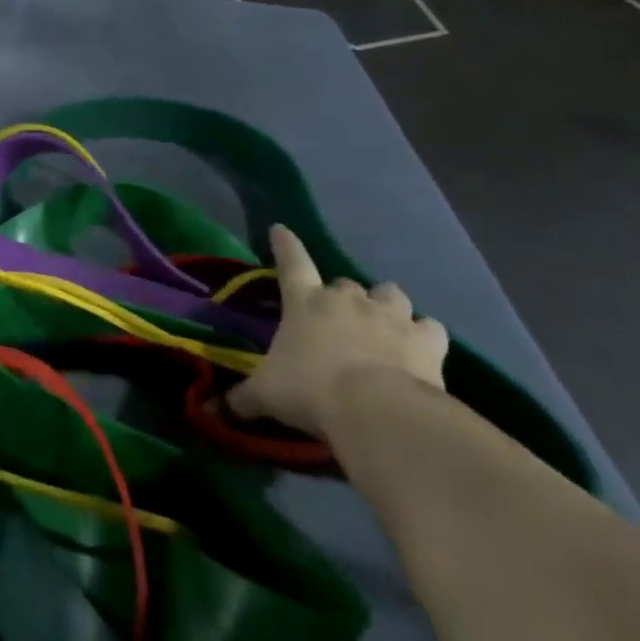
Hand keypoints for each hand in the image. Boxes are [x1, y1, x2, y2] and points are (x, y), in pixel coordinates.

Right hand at [227, 226, 447, 439]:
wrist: (377, 411)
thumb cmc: (310, 390)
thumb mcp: (266, 395)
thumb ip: (240, 398)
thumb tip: (210, 410)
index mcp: (305, 301)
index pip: (291, 262)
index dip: (285, 245)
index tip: (280, 229)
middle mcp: (347, 299)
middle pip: (344, 283)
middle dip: (340, 297)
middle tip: (336, 320)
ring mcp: (391, 316)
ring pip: (390, 293)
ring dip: (385, 304)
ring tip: (382, 323)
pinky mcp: (427, 340)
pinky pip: (429, 327)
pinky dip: (424, 334)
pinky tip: (420, 347)